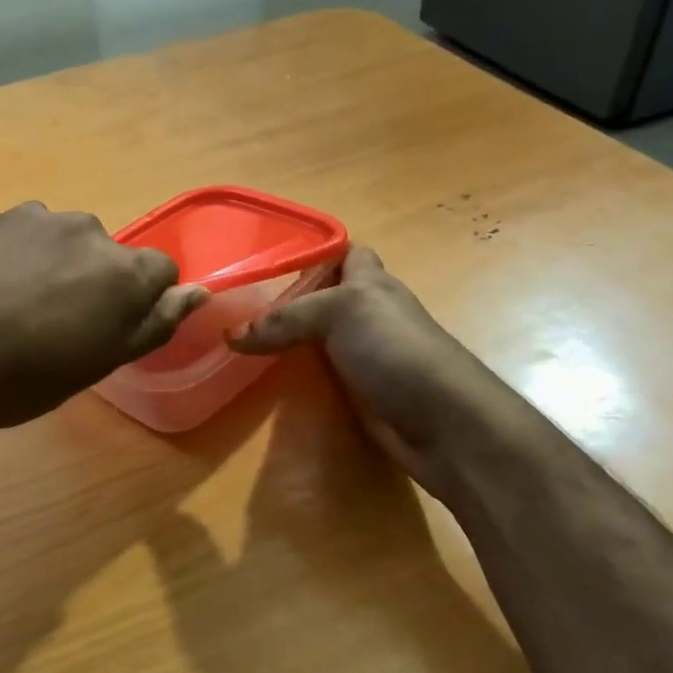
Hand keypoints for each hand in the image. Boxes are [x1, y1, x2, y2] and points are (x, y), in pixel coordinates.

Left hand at [0, 203, 207, 434]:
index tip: (109, 331)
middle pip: (114, 258)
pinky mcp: (1, 217)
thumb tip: (198, 292)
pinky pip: (33, 235)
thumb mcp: (97, 364)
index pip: (162, 272)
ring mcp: (43, 220)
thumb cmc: (21, 377)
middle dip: (99, 285)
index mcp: (124, 272)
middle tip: (60, 328)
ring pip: (72, 244)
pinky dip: (27, 255)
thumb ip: (153, 324)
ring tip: (20, 308)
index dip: (142, 304)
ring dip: (62, 268)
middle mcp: (91, 232)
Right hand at [230, 243, 487, 478]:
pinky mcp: (355, 390)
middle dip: (283, 297)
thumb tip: (231, 336)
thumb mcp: (341, 312)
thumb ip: (286, 318)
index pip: (341, 251)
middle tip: (234, 302)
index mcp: (369, 281)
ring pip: (314, 336)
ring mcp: (360, 353)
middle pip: (319, 296)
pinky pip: (316, 372)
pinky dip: (293, 372)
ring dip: (284, 338)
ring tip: (235, 337)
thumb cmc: (395, 348)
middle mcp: (365, 313)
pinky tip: (262, 376)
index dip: (310, 250)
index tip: (263, 257)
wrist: (441, 422)